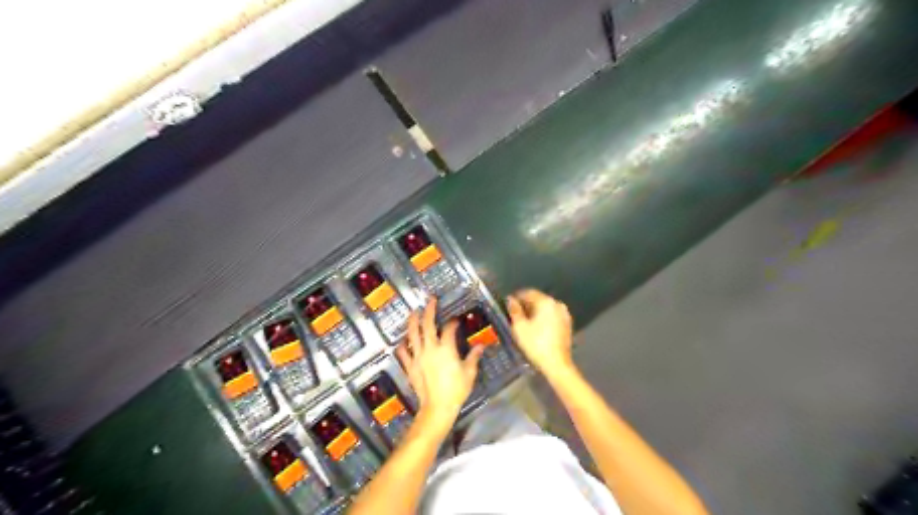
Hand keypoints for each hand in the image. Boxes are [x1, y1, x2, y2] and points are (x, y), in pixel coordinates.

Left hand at [394, 298, 483, 434]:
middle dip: (429, 311)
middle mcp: (430, 349)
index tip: (455, 320)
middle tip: (430, 301)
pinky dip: (403, 346)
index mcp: (446, 349)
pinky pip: (404, 353)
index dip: (452, 322)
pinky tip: (403, 341)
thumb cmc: (456, 390)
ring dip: (413, 322)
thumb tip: (480, 346)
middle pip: (427, 325)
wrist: (438, 407)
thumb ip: (473, 357)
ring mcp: (418, 357)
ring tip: (414, 312)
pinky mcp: (410, 367)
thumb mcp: (469, 373)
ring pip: (413, 335)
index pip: (448, 329)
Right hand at [510, 290, 570, 376]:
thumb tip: (510, 300)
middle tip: (514, 315)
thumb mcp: (520, 327)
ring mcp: (564, 314)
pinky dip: (543, 318)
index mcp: (546, 302)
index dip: (516, 297)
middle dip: (526, 305)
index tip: (508, 305)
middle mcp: (557, 304)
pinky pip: (552, 316)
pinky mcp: (567, 324)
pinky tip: (536, 328)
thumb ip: (514, 310)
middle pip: (538, 299)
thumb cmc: (536, 344)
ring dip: (534, 312)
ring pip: (545, 308)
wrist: (557, 364)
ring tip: (524, 322)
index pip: (528, 293)